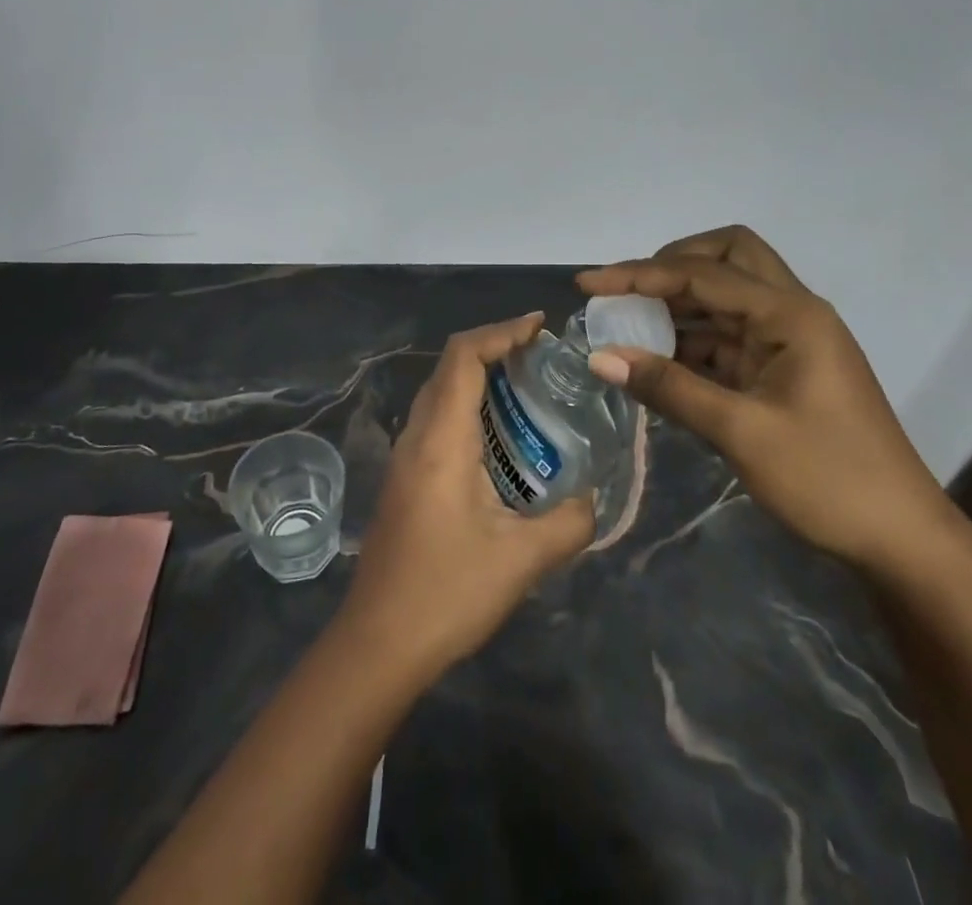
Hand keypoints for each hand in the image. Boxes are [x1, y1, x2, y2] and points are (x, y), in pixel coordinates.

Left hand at [338, 313, 595, 680]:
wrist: (377, 645)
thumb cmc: (447, 593)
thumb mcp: (521, 560)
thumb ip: (569, 523)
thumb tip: (594, 500)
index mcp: (441, 440)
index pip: (464, 357)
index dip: (501, 331)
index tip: (539, 327)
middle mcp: (416, 436)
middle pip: (449, 366)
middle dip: (494, 348)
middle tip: (541, 357)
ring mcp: (404, 457)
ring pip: (439, 391)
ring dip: (479, 377)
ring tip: (527, 388)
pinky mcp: (403, 478)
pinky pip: (435, 419)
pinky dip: (467, 406)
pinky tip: (499, 437)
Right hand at [578, 226, 951, 569]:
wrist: (902, 540)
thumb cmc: (829, 480)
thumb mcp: (742, 433)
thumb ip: (669, 388)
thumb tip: (599, 358)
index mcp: (791, 314)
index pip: (702, 274)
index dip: (639, 274)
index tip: (588, 283)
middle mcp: (792, 312)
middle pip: (728, 257)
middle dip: (674, 264)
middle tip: (629, 292)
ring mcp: (790, 340)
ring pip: (728, 295)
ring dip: (679, 303)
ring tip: (627, 324)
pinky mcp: (783, 368)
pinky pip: (730, 335)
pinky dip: (692, 339)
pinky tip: (657, 360)